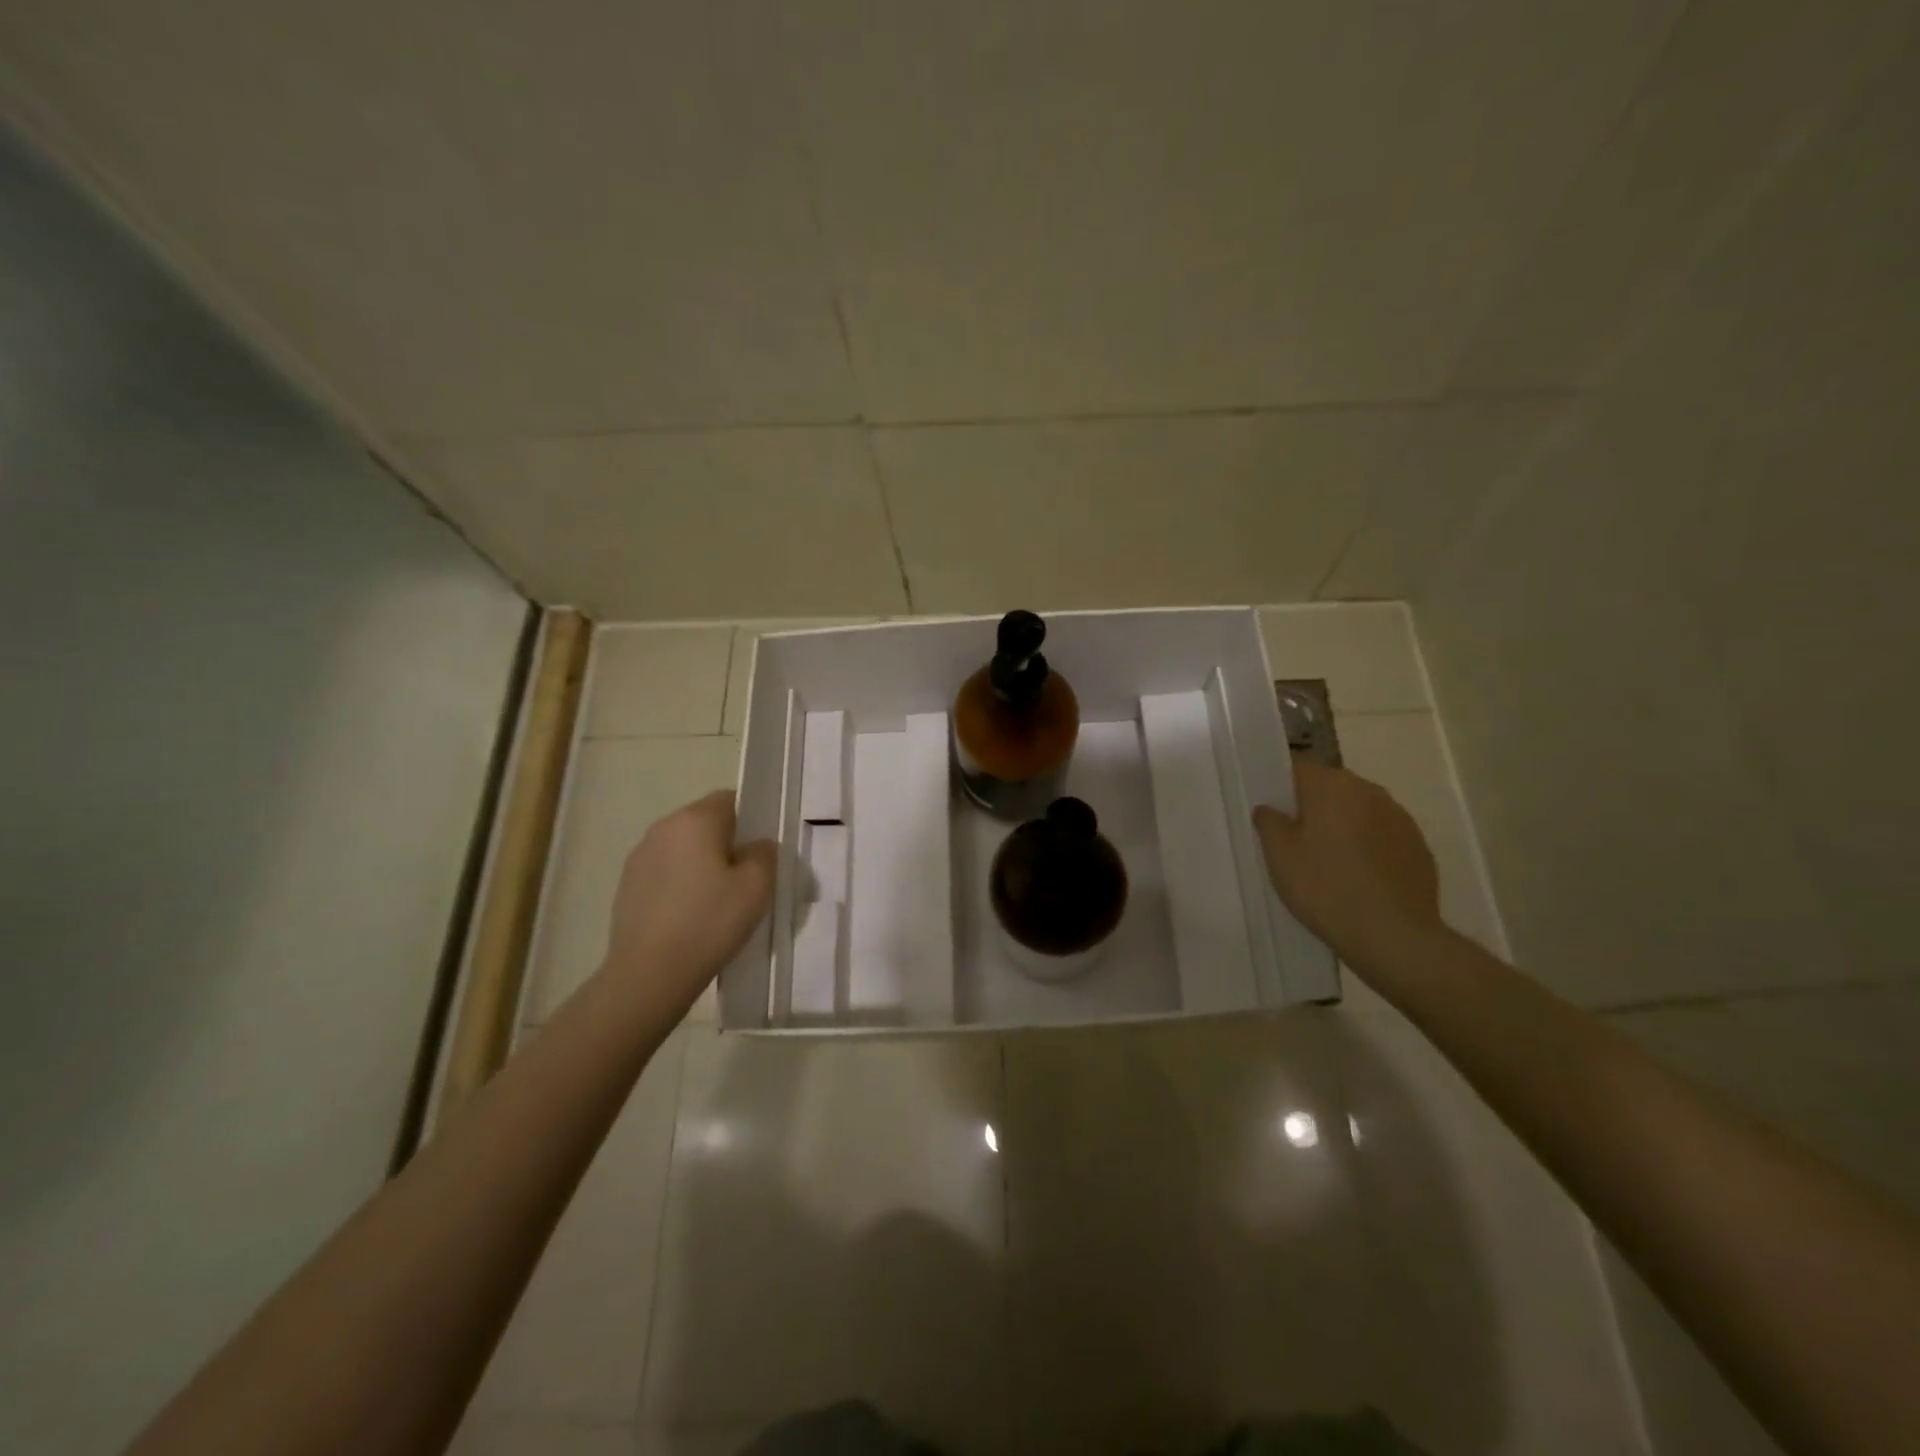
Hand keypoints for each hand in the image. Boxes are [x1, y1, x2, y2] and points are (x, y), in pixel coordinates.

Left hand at [600, 790, 776, 1013]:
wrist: (649, 974)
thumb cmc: (710, 922)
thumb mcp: (757, 887)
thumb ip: (765, 854)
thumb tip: (757, 846)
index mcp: (695, 820)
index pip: (730, 799)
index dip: (751, 819)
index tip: (761, 850)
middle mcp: (663, 828)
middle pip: (705, 822)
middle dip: (727, 843)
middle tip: (746, 878)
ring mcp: (640, 857)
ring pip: (684, 848)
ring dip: (702, 864)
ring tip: (718, 901)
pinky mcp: (627, 885)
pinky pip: (665, 872)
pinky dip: (681, 884)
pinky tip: (691, 916)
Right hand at [1253, 755, 1443, 973]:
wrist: (1394, 935)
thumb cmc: (1325, 887)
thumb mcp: (1279, 856)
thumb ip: (1269, 822)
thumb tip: (1269, 808)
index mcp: (1331, 786)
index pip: (1299, 768)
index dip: (1282, 786)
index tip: (1272, 812)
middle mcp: (1369, 791)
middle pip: (1331, 787)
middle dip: (1313, 806)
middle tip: (1295, 840)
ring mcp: (1399, 817)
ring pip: (1359, 810)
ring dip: (1343, 825)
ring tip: (1329, 861)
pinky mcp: (1418, 845)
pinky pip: (1382, 835)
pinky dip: (1368, 847)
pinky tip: (1358, 877)